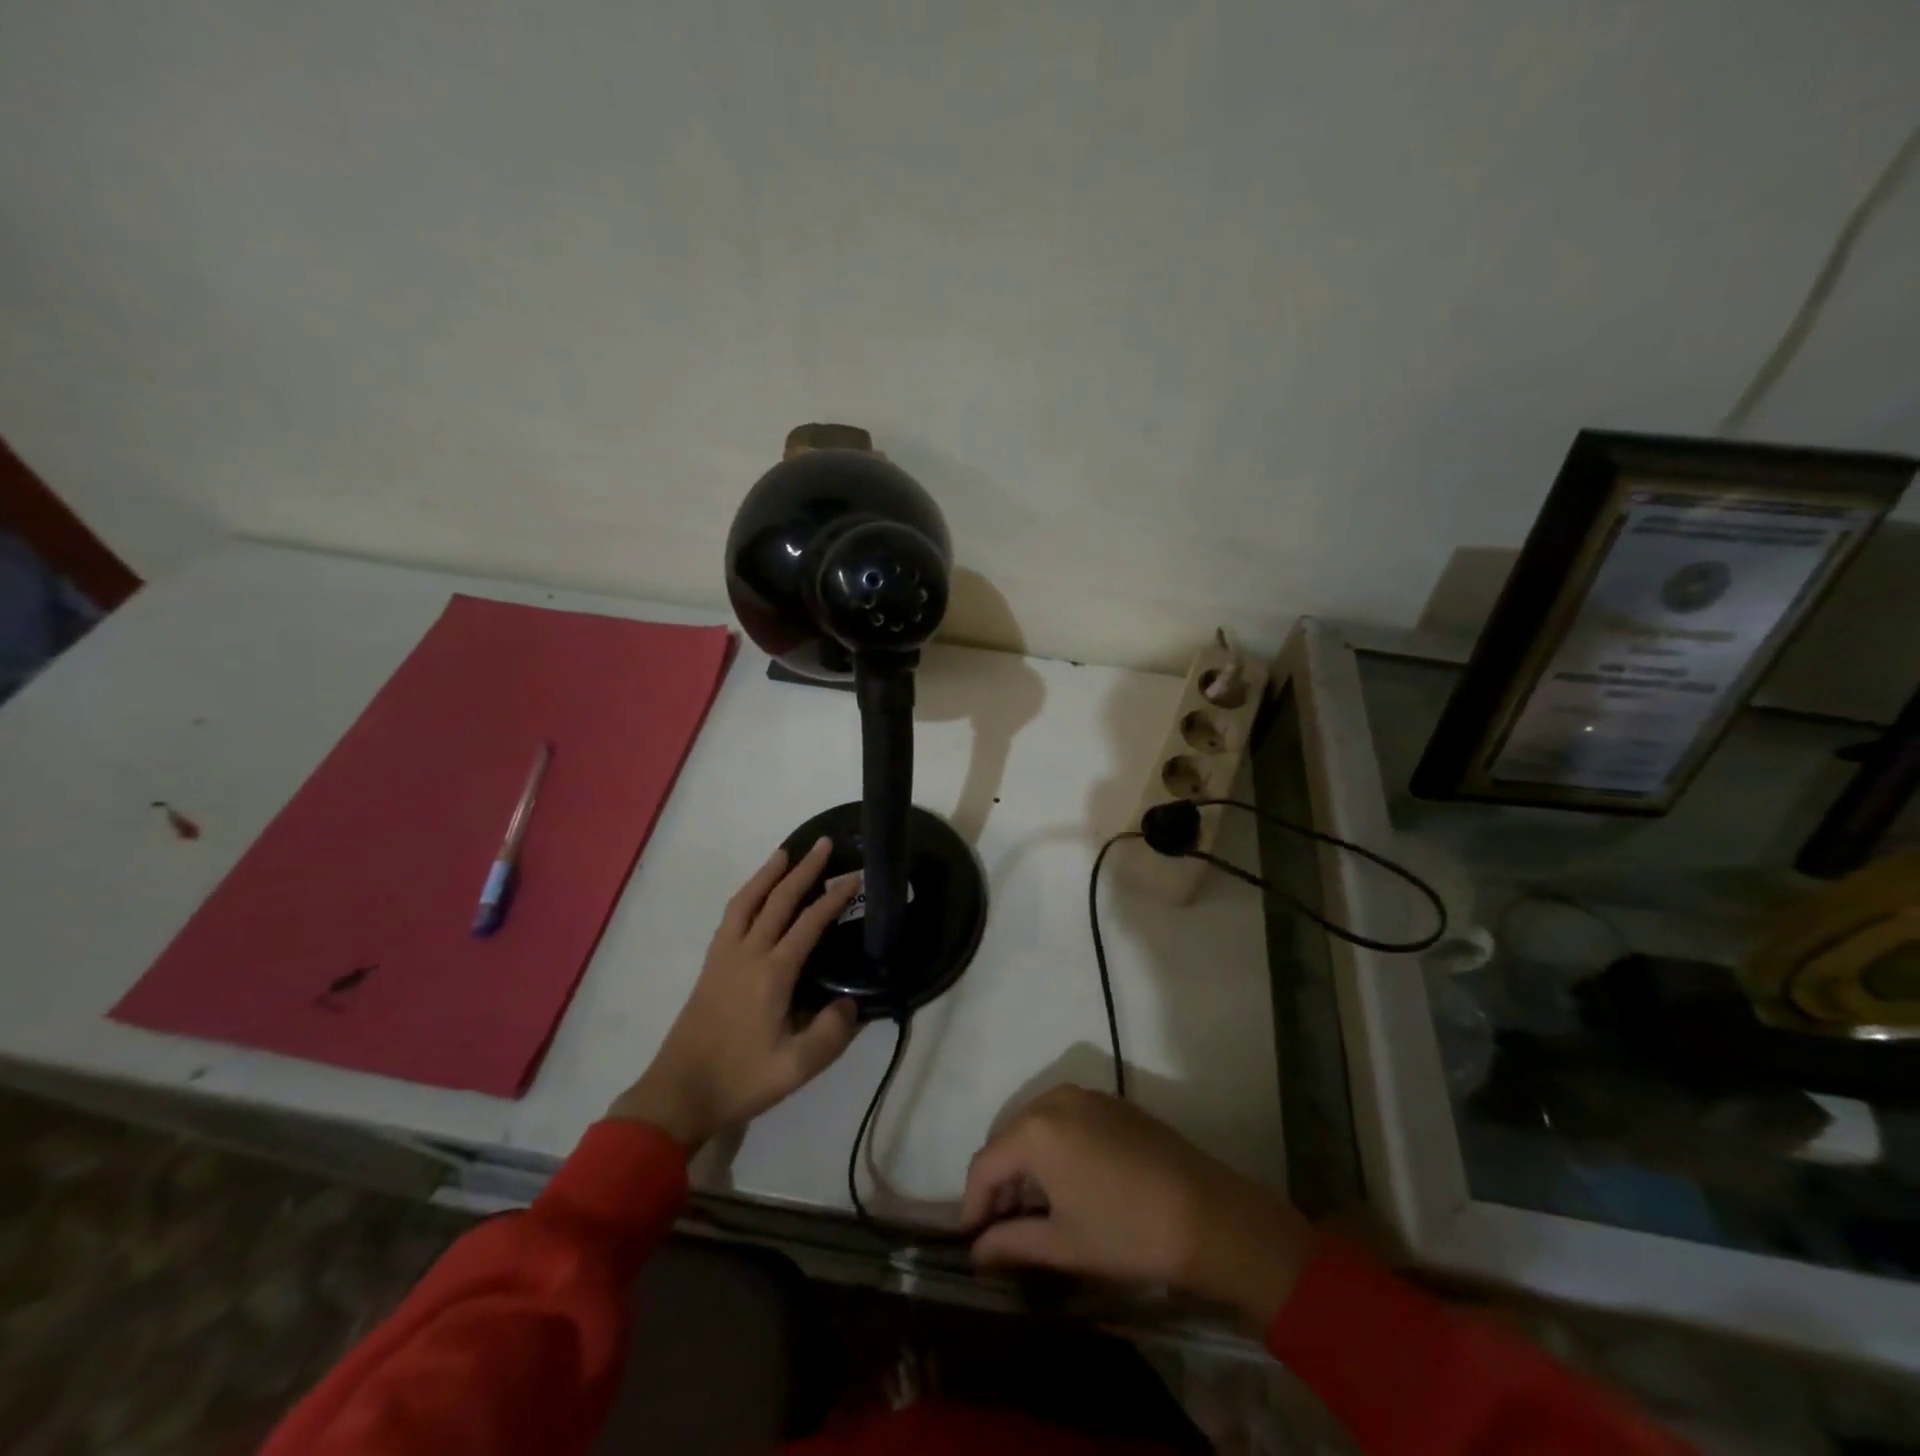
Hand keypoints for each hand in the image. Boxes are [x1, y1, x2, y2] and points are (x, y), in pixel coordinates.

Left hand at [609, 838, 861, 1146]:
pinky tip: (755, 895)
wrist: (679, 1093)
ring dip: (768, 874)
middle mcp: (747, 954)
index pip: (808, 924)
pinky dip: (747, 895)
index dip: (833, 898)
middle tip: (822, 843)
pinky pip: (731, 916)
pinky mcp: (711, 966)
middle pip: (777, 900)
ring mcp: (724, 957)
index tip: (854, 876)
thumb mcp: (795, 1068)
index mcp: (771, 974)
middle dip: (803, 870)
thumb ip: (830, 1035)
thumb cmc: (740, 1080)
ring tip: (785, 852)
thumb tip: (851, 1002)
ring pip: (747, 901)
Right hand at [961, 1086, 1315, 1323]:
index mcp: (1035, 1130)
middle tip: (1000, 1227)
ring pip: (1036, 1125)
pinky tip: (1067, 1182)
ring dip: (1026, 1163)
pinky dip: (1054, 1146)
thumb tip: (977, 1251)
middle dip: (999, 1181)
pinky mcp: (1112, 1102)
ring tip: (1032, 1209)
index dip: (973, 1204)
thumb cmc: (1128, 1232)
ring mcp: (1086, 1095)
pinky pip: (1065, 1119)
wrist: (1208, 1215)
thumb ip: (1011, 1242)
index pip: (985, 1164)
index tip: (972, 1241)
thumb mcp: (1063, 1245)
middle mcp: (1054, 1099)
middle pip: (1009, 1139)